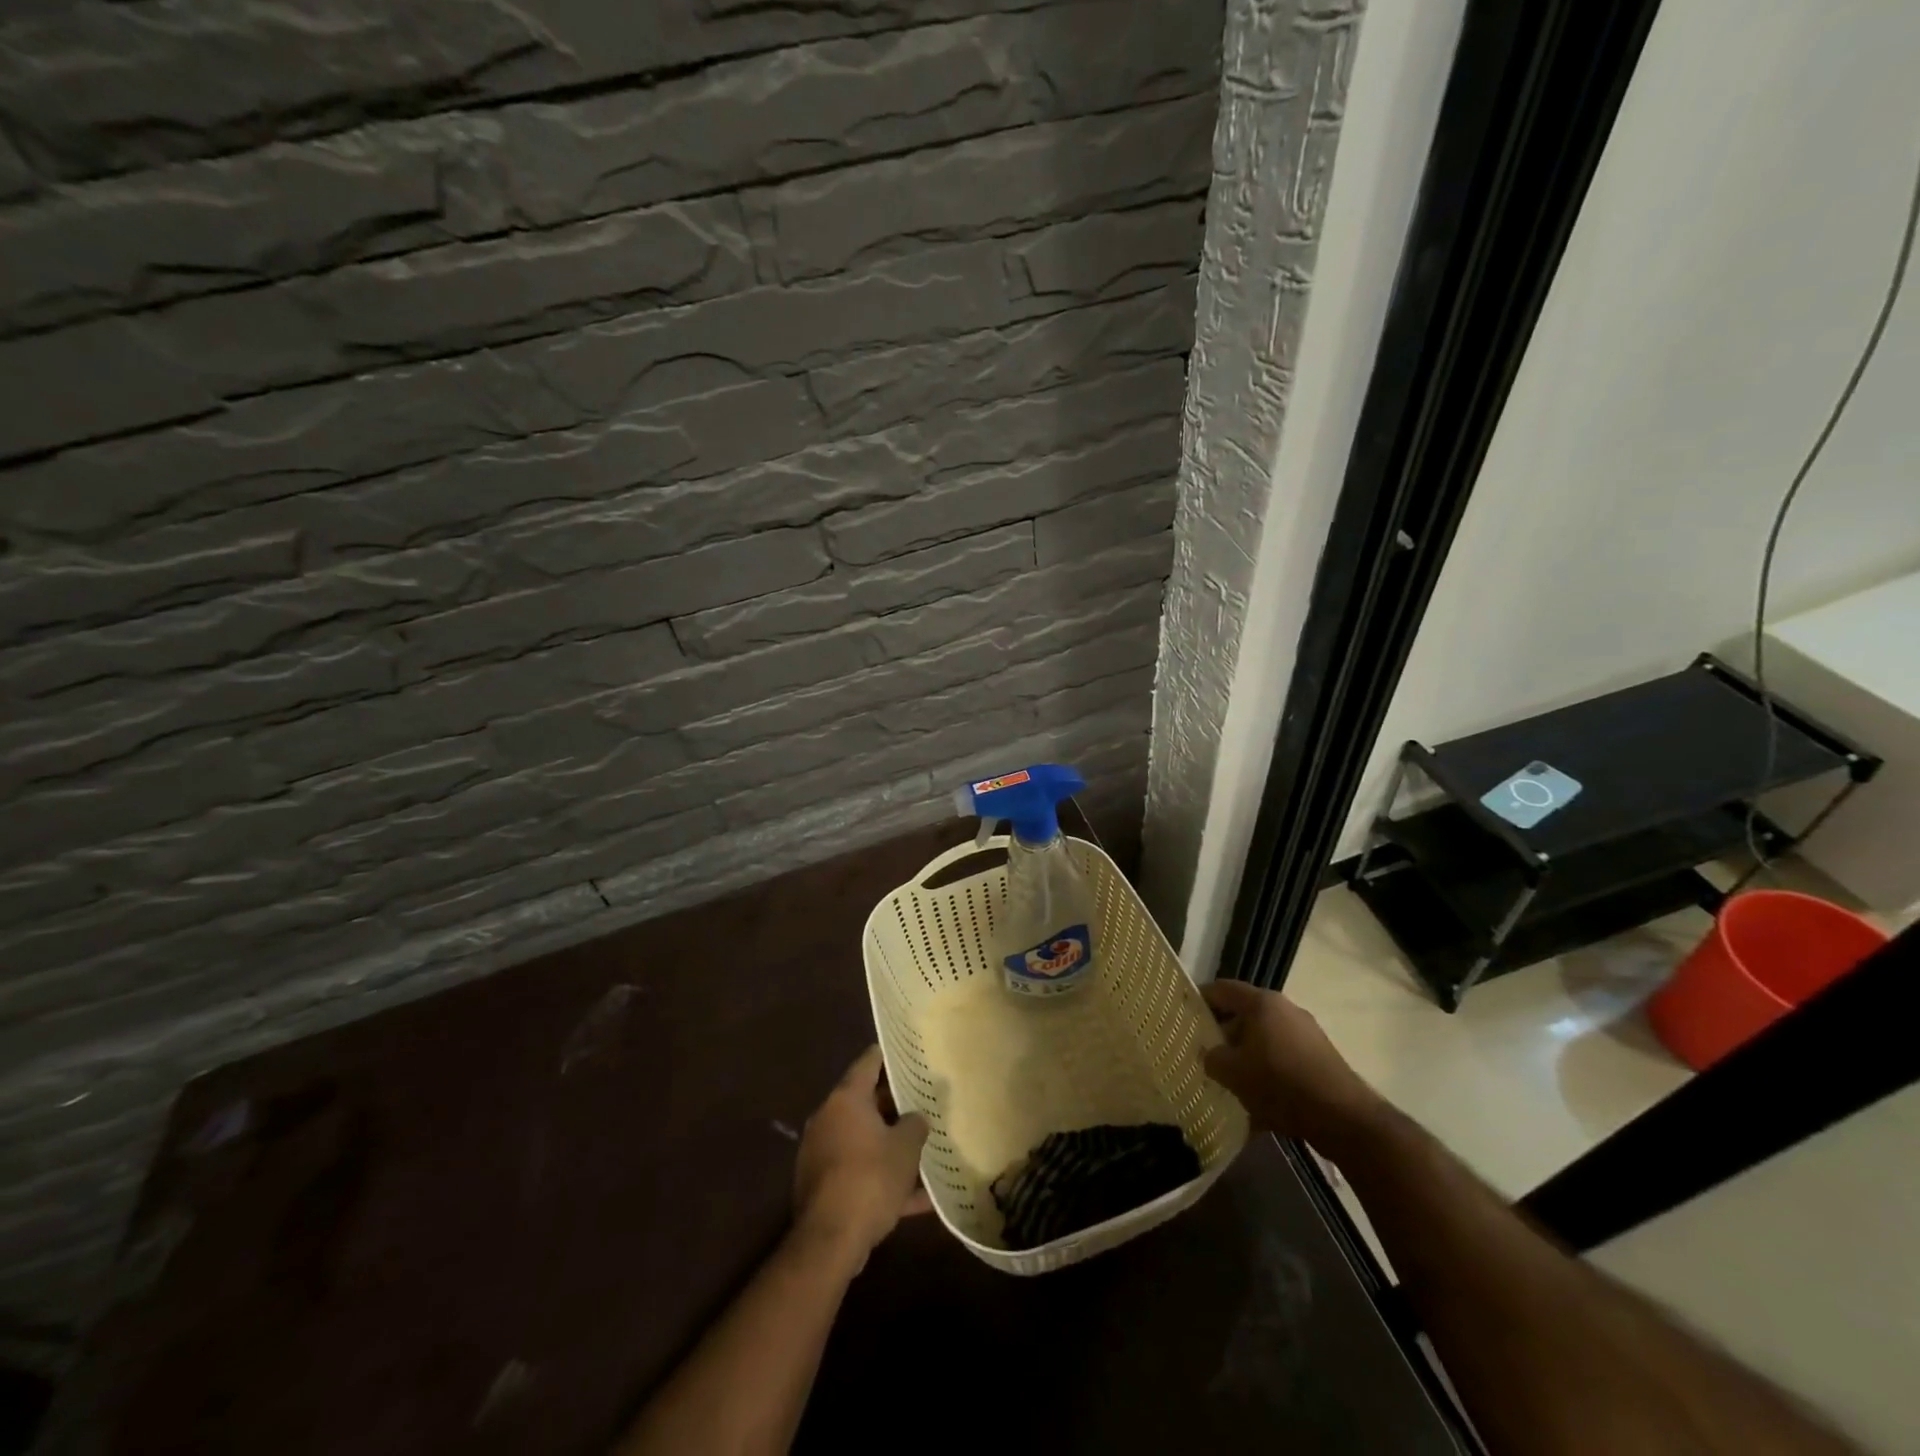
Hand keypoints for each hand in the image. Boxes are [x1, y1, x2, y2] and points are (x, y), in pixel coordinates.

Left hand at [793, 1046, 930, 1266]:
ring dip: (889, 1145)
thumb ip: (915, 1125)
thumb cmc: (870, 1178)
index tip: (907, 1051)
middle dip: (894, 1105)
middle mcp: (828, 1118)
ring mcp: (822, 1153)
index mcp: (846, 1099)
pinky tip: (917, 1199)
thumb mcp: (906, 1148)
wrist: (830, 1240)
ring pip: (863, 1140)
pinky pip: (859, 1172)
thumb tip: (915, 1118)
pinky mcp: (823, 1185)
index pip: (868, 1063)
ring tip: (923, 1150)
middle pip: (865, 1102)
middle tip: (923, 1102)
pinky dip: (883, 1179)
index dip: (888, 1055)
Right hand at [1201, 980, 1383, 1152]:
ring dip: (1246, 1056)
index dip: (1200, 998)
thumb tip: (1209, 1054)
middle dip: (1223, 1034)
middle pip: (1244, 1015)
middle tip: (1204, 1054)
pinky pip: (1283, 1058)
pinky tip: (1258, 1101)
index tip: (1183, 1014)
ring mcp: (1307, 1034)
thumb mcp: (1233, 1072)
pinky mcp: (1320, 1059)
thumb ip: (1212, 1058)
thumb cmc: (1280, 1083)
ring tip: (1229, 1081)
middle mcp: (1285, 1010)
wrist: (1344, 1118)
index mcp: (1262, 1003)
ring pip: (1264, 1039)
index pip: (1222, 989)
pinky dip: (1267, 1072)